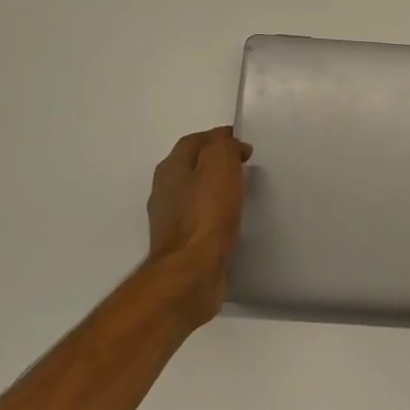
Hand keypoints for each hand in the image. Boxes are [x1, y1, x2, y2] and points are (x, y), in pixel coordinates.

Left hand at [145, 126, 252, 330]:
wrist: (191, 272)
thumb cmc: (206, 214)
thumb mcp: (220, 165)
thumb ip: (224, 147)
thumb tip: (232, 146)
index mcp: (170, 169)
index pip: (193, 142)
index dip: (218, 137)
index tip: (244, 143)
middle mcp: (165, 192)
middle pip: (191, 167)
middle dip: (216, 162)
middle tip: (244, 165)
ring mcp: (171, 221)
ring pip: (195, 194)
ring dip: (215, 189)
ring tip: (242, 192)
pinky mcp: (183, 245)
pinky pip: (201, 219)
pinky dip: (216, 213)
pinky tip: (232, 220)